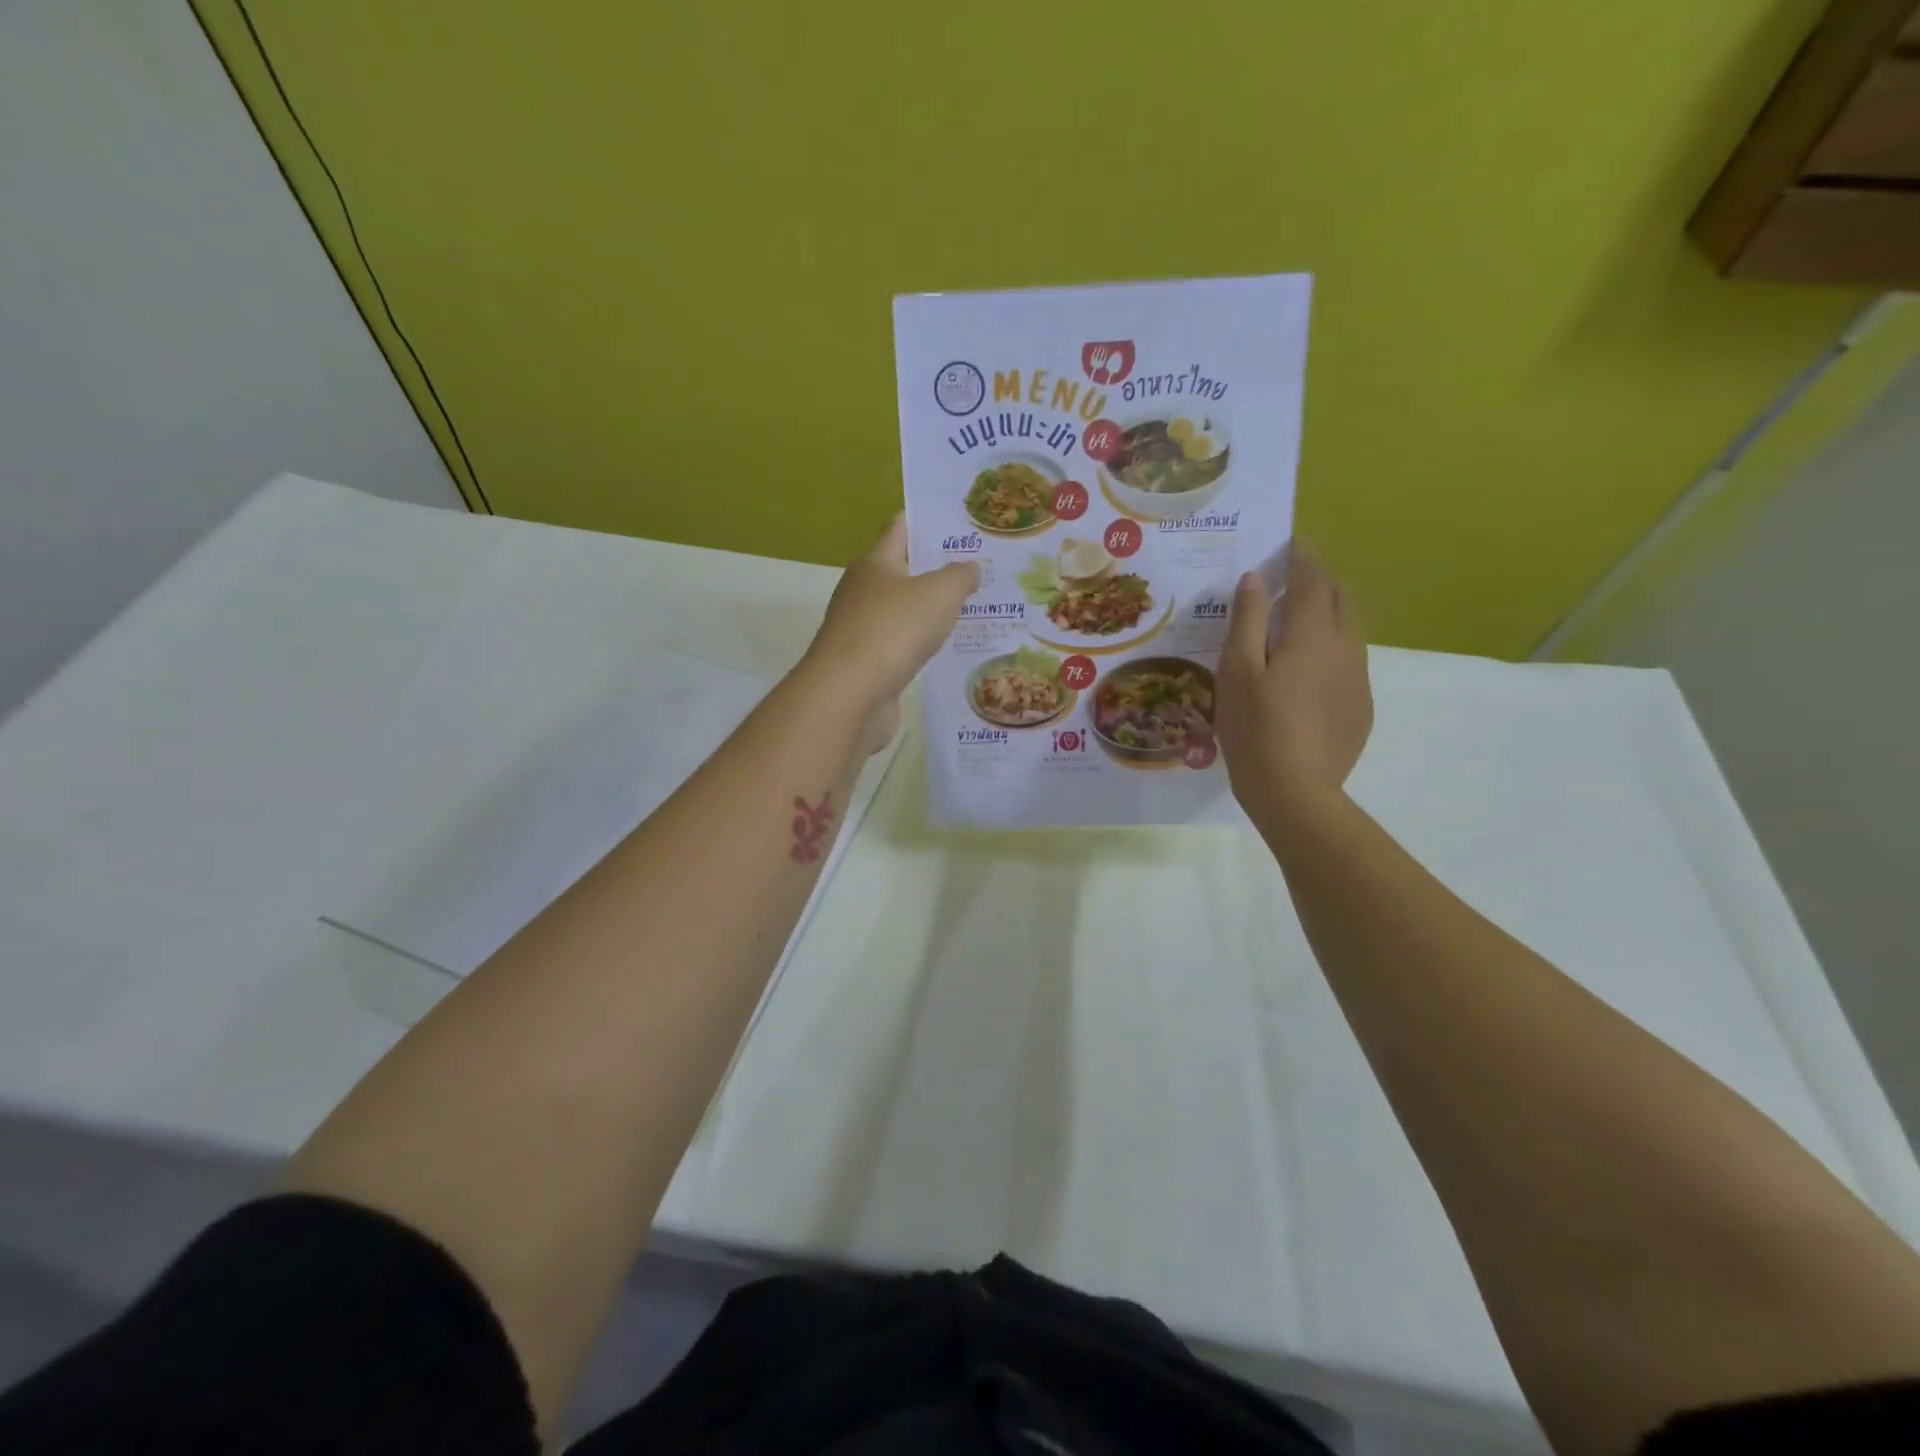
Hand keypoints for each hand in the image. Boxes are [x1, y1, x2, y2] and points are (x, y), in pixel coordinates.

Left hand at [802, 515, 979, 751]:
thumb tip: (971, 567)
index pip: (900, 528)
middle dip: (936, 569)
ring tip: (971, 608)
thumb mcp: (938, 594)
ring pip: (903, 611)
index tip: (960, 522)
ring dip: (930, 610)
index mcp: (874, 563)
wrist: (849, 695)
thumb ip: (960, 576)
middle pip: (902, 571)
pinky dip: (921, 643)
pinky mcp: (866, 664)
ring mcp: (861, 629)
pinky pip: (901, 644)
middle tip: (978, 568)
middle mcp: (862, 591)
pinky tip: (946, 649)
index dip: (928, 522)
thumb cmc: (893, 631)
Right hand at [1215, 541, 1372, 814]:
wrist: (1296, 792)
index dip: (1302, 555)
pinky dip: (1330, 649)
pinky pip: (1349, 662)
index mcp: (1313, 633)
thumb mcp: (1236, 671)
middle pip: (1341, 598)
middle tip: (1287, 582)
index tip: (1289, 541)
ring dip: (1326, 615)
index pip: (1314, 577)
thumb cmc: (1255, 728)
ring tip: (1294, 626)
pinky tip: (1304, 675)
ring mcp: (1359, 678)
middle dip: (1318, 580)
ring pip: (1350, 629)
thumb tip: (1257, 578)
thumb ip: (1248, 620)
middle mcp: (1346, 647)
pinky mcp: (1361, 706)